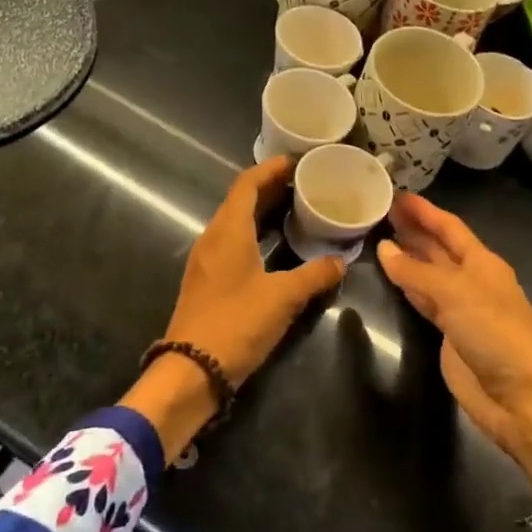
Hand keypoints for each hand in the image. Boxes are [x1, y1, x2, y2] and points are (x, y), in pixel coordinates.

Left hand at [163, 156, 344, 383]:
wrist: (191, 370)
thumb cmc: (237, 323)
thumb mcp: (283, 297)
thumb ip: (314, 275)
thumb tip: (340, 262)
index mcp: (228, 231)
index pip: (247, 184)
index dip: (270, 168)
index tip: (296, 161)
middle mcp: (213, 237)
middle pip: (241, 200)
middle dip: (271, 188)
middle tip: (305, 182)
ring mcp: (207, 260)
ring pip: (236, 222)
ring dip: (263, 211)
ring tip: (296, 208)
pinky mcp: (208, 281)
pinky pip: (233, 242)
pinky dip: (255, 233)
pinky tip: (276, 245)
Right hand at [377, 194, 531, 485]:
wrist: (519, 396)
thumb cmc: (494, 332)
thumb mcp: (455, 293)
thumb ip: (417, 271)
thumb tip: (384, 248)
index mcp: (482, 262)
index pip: (449, 227)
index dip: (424, 211)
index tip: (397, 193)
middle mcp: (472, 279)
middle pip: (439, 248)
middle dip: (413, 229)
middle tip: (379, 211)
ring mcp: (461, 308)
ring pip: (429, 273)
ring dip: (408, 256)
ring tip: (378, 236)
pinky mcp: (450, 334)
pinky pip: (424, 300)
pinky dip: (407, 286)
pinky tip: (390, 276)